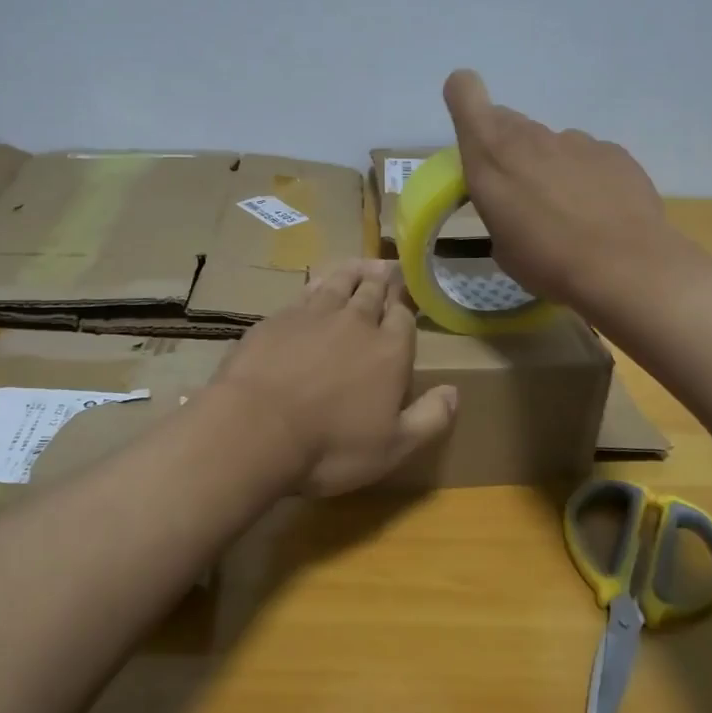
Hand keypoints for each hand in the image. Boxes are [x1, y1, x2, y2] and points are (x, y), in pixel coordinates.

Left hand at [214, 260, 458, 496]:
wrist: (256, 428)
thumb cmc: (331, 445)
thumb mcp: (393, 447)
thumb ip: (430, 418)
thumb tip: (455, 392)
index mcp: (389, 351)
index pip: (404, 318)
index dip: (406, 306)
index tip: (407, 296)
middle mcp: (356, 323)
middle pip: (373, 293)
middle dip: (383, 281)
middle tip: (387, 267)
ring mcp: (314, 316)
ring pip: (340, 284)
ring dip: (353, 273)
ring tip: (360, 265)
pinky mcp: (279, 319)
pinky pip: (305, 293)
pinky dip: (317, 285)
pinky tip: (317, 284)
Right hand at [443, 69, 683, 312]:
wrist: (624, 267)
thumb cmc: (546, 262)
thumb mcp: (502, 247)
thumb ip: (501, 210)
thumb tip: (516, 205)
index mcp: (490, 155)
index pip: (464, 91)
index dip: (464, 99)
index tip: (472, 130)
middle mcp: (529, 137)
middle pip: (508, 122)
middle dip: (507, 149)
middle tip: (520, 193)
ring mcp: (575, 140)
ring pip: (550, 144)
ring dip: (550, 168)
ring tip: (570, 214)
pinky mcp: (613, 152)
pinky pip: (588, 158)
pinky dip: (588, 178)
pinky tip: (602, 213)